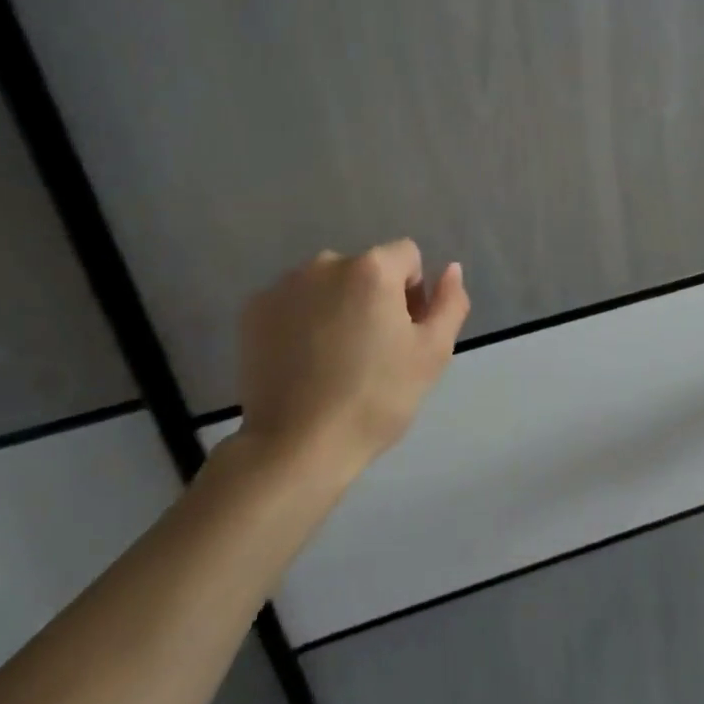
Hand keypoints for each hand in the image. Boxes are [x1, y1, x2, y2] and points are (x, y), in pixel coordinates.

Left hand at [235, 239, 468, 476]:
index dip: (414, 292)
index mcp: (372, 268)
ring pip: (327, 285)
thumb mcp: (433, 353)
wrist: (298, 446)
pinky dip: (302, 321)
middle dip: (374, 298)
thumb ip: (449, 302)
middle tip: (372, 351)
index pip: (407, 256)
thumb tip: (450, 269)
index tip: (404, 334)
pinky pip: (293, 302)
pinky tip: (303, 362)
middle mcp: (324, 264)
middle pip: (366, 268)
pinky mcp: (252, 311)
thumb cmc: (376, 398)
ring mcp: (283, 286)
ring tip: (334, 359)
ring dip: (337, 307)